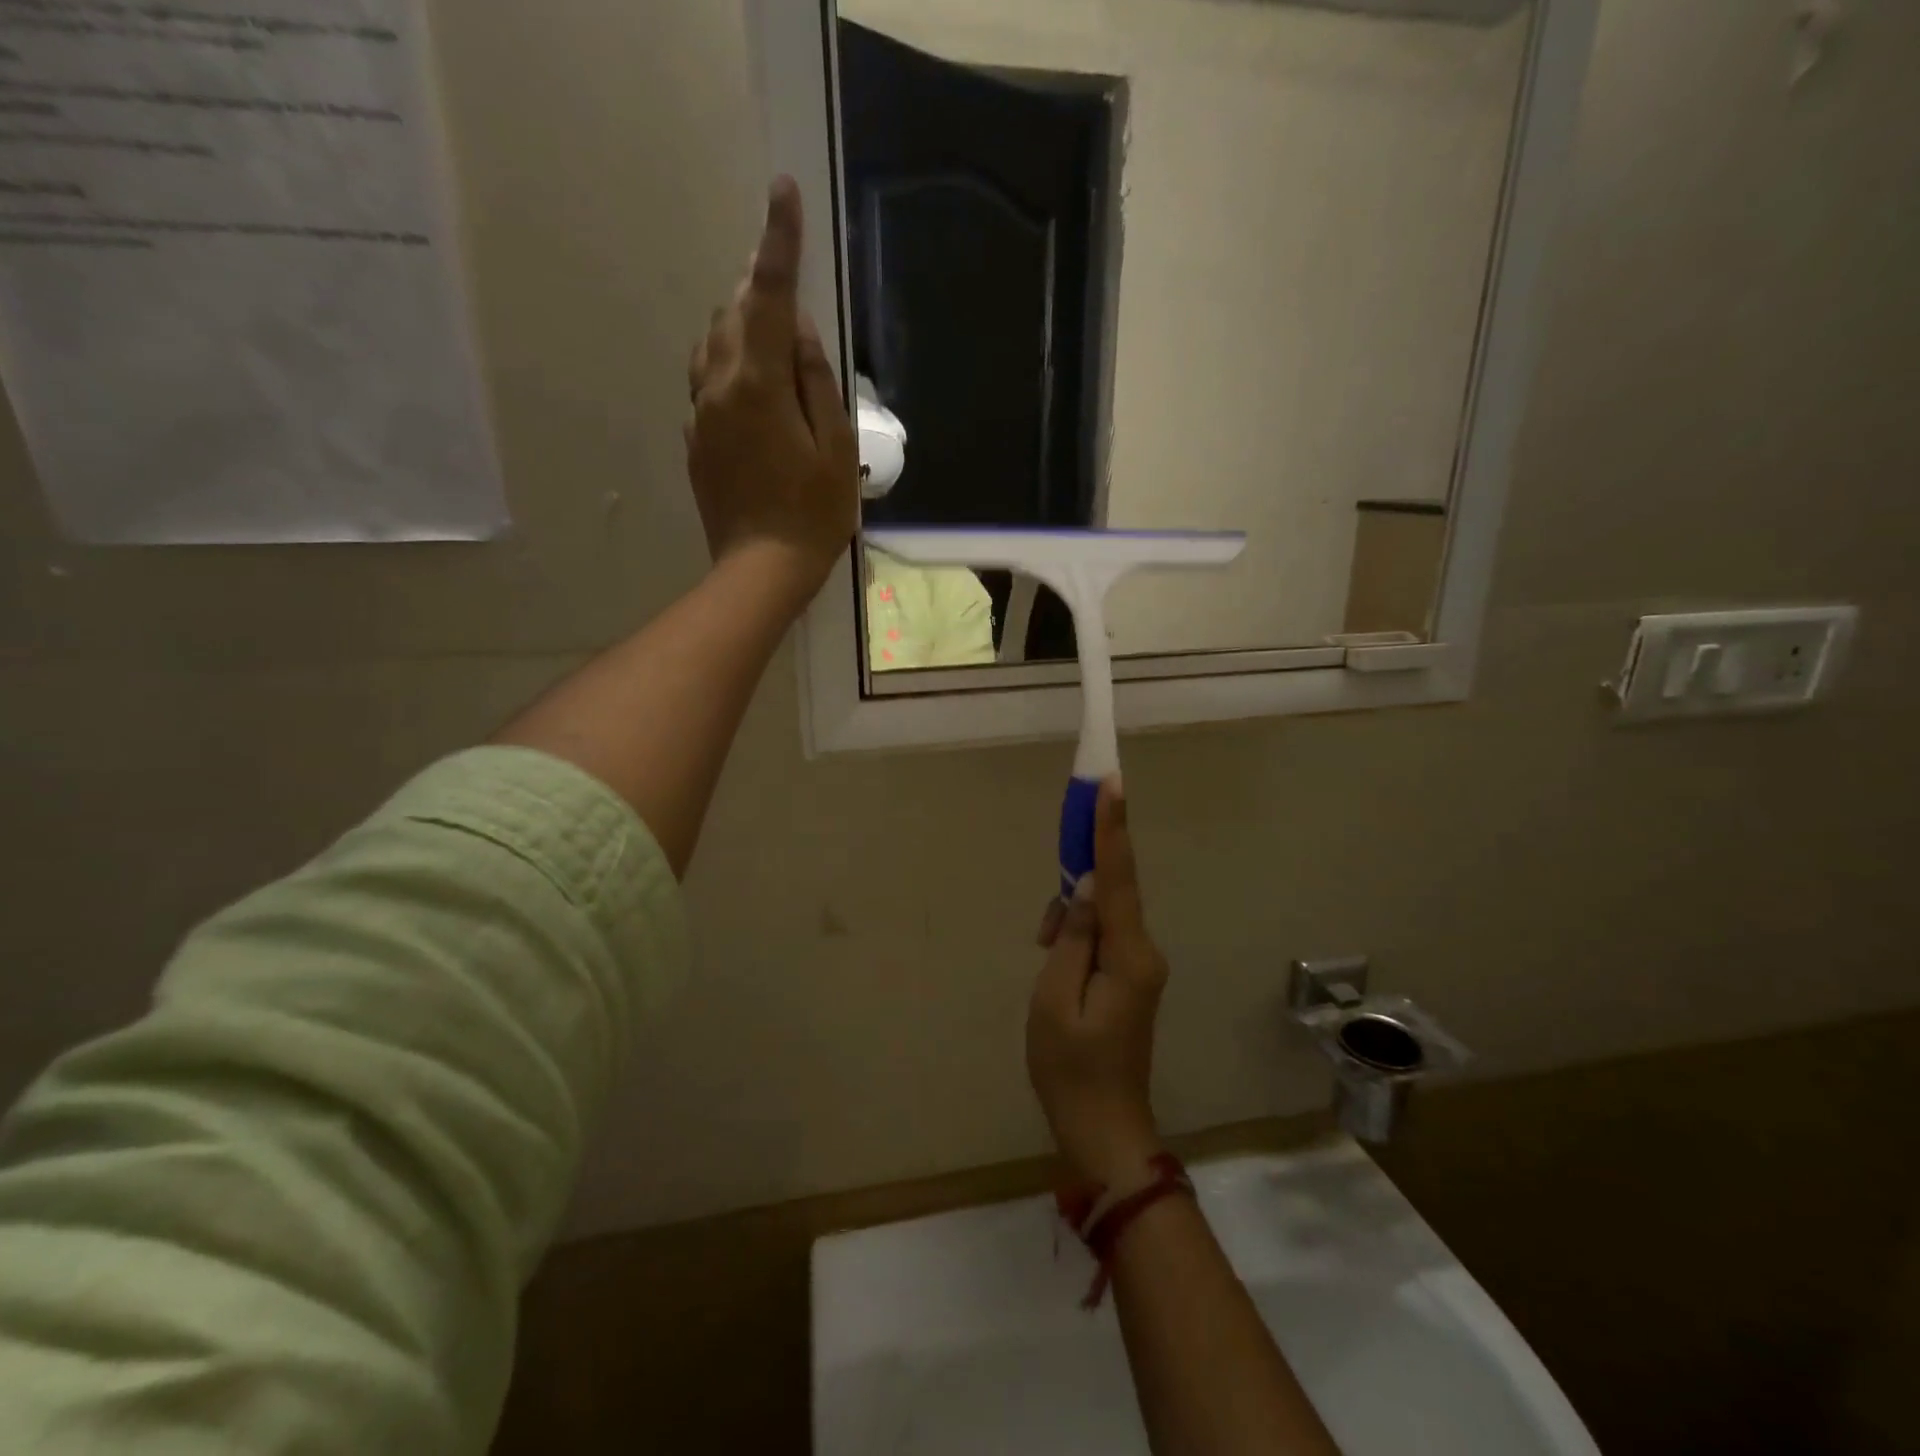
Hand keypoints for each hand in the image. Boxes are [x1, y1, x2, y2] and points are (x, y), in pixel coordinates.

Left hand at [686, 176, 859, 609]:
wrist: (761, 570)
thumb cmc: (813, 514)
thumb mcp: (836, 448)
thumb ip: (817, 382)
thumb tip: (802, 332)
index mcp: (759, 384)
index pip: (770, 298)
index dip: (778, 243)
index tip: (782, 192)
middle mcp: (718, 386)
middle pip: (734, 314)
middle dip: (761, 293)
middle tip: (790, 298)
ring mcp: (700, 414)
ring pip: (712, 345)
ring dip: (742, 330)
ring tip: (774, 348)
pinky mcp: (695, 441)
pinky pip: (707, 385)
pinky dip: (730, 371)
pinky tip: (756, 399)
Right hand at [1027, 779, 1170, 1190]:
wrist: (1103, 1130)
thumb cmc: (1070, 1068)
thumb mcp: (1055, 999)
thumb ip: (1071, 936)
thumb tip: (1082, 887)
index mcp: (1129, 955)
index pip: (1117, 878)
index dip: (1111, 828)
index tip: (1111, 784)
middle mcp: (1143, 952)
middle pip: (1112, 891)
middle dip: (1079, 873)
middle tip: (1053, 882)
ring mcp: (1140, 965)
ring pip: (1102, 914)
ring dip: (1068, 916)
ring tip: (1042, 951)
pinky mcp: (1131, 977)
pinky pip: (1102, 935)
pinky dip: (1076, 935)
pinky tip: (1054, 959)